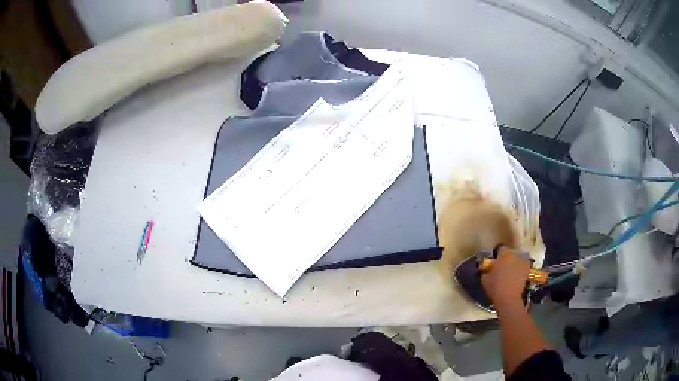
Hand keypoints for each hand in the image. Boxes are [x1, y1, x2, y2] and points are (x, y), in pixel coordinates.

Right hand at [481, 247, 530, 306]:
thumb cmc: (495, 286)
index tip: (495, 260)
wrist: (509, 297)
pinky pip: (523, 266)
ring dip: (514, 263)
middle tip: (502, 266)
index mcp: (504, 254)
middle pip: (511, 252)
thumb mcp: (485, 279)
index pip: (501, 248)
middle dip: (507, 258)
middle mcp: (515, 254)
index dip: (498, 254)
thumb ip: (486, 270)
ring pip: (518, 259)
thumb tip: (487, 268)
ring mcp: (523, 262)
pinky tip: (516, 277)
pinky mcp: (528, 270)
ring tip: (510, 271)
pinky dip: (520, 269)